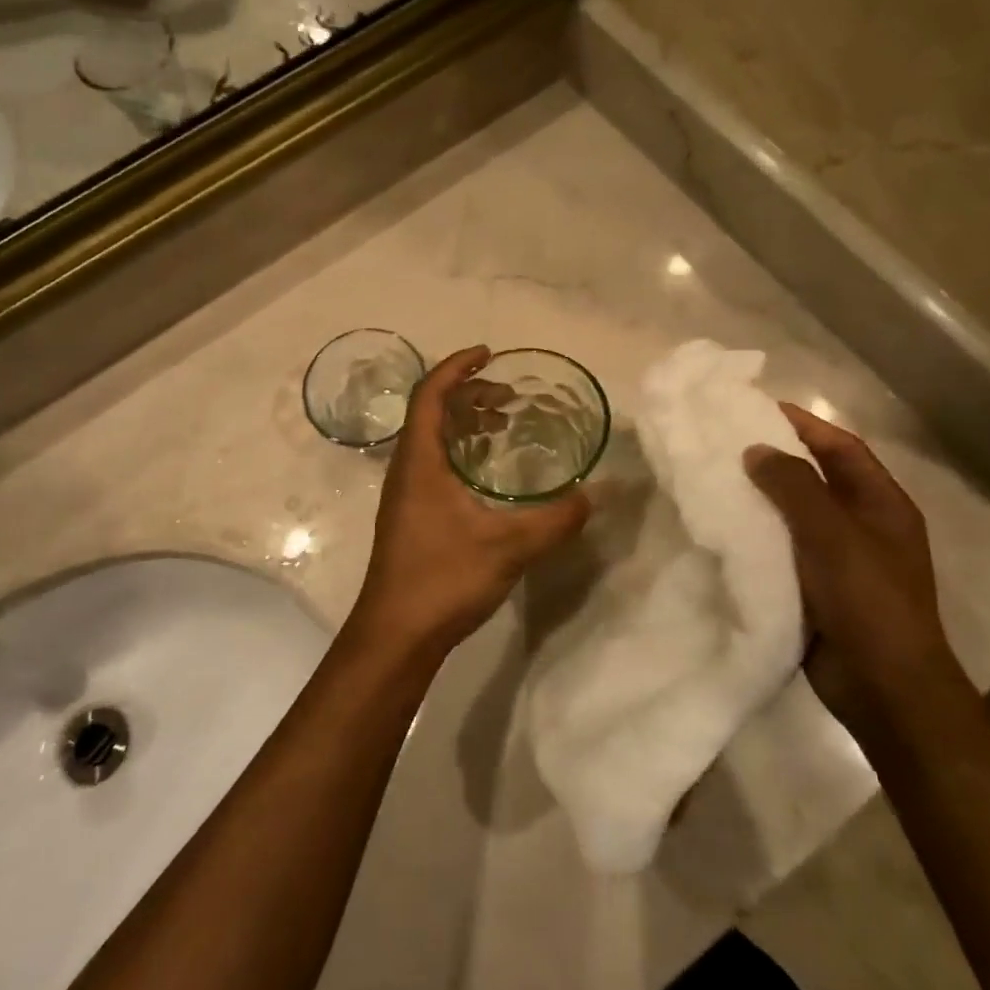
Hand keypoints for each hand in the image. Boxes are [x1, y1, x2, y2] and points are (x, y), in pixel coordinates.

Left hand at [352, 347, 591, 658]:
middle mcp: (406, 469)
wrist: (395, 635)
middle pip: (431, 412)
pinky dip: (461, 452)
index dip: (457, 367)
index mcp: (419, 460)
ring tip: (503, 427)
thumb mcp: (509, 547)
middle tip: (509, 397)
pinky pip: (434, 464)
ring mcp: (404, 495)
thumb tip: (593, 495)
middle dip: (469, 394)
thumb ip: (555, 520)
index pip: (431, 393)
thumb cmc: (443, 579)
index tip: (490, 355)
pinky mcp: (410, 517)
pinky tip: (488, 476)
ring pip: (432, 440)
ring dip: (465, 424)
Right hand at [744, 405, 973, 736]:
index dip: (804, 424)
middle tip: (726, 443)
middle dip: (776, 458)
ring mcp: (841, 559)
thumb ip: (794, 487)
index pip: (841, 447)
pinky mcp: (817, 587)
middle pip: (817, 478)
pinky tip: (724, 528)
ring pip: (796, 514)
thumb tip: (756, 449)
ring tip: (716, 479)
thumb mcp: (833, 534)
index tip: (758, 408)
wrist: (883, 687)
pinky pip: (784, 548)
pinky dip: (758, 534)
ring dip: (762, 497)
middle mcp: (863, 525)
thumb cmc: (867, 601)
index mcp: (882, 504)